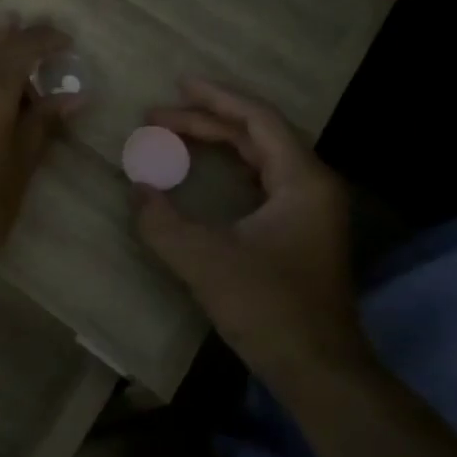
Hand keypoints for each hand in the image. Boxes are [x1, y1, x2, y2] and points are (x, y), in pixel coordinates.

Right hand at [133, 79, 368, 383]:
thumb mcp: (205, 261)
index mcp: (302, 180)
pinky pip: (263, 180)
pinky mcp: (301, 230)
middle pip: (257, 134)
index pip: (258, 119)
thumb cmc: (269, 308)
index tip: (177, 85)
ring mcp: (310, 208)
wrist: (319, 370)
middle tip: (157, 117)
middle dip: (206, 121)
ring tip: (175, 133)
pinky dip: (230, 167)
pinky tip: (205, 170)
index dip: (216, 98)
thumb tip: (137, 190)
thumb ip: (163, 222)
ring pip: (261, 156)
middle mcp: (313, 184)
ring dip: (218, 142)